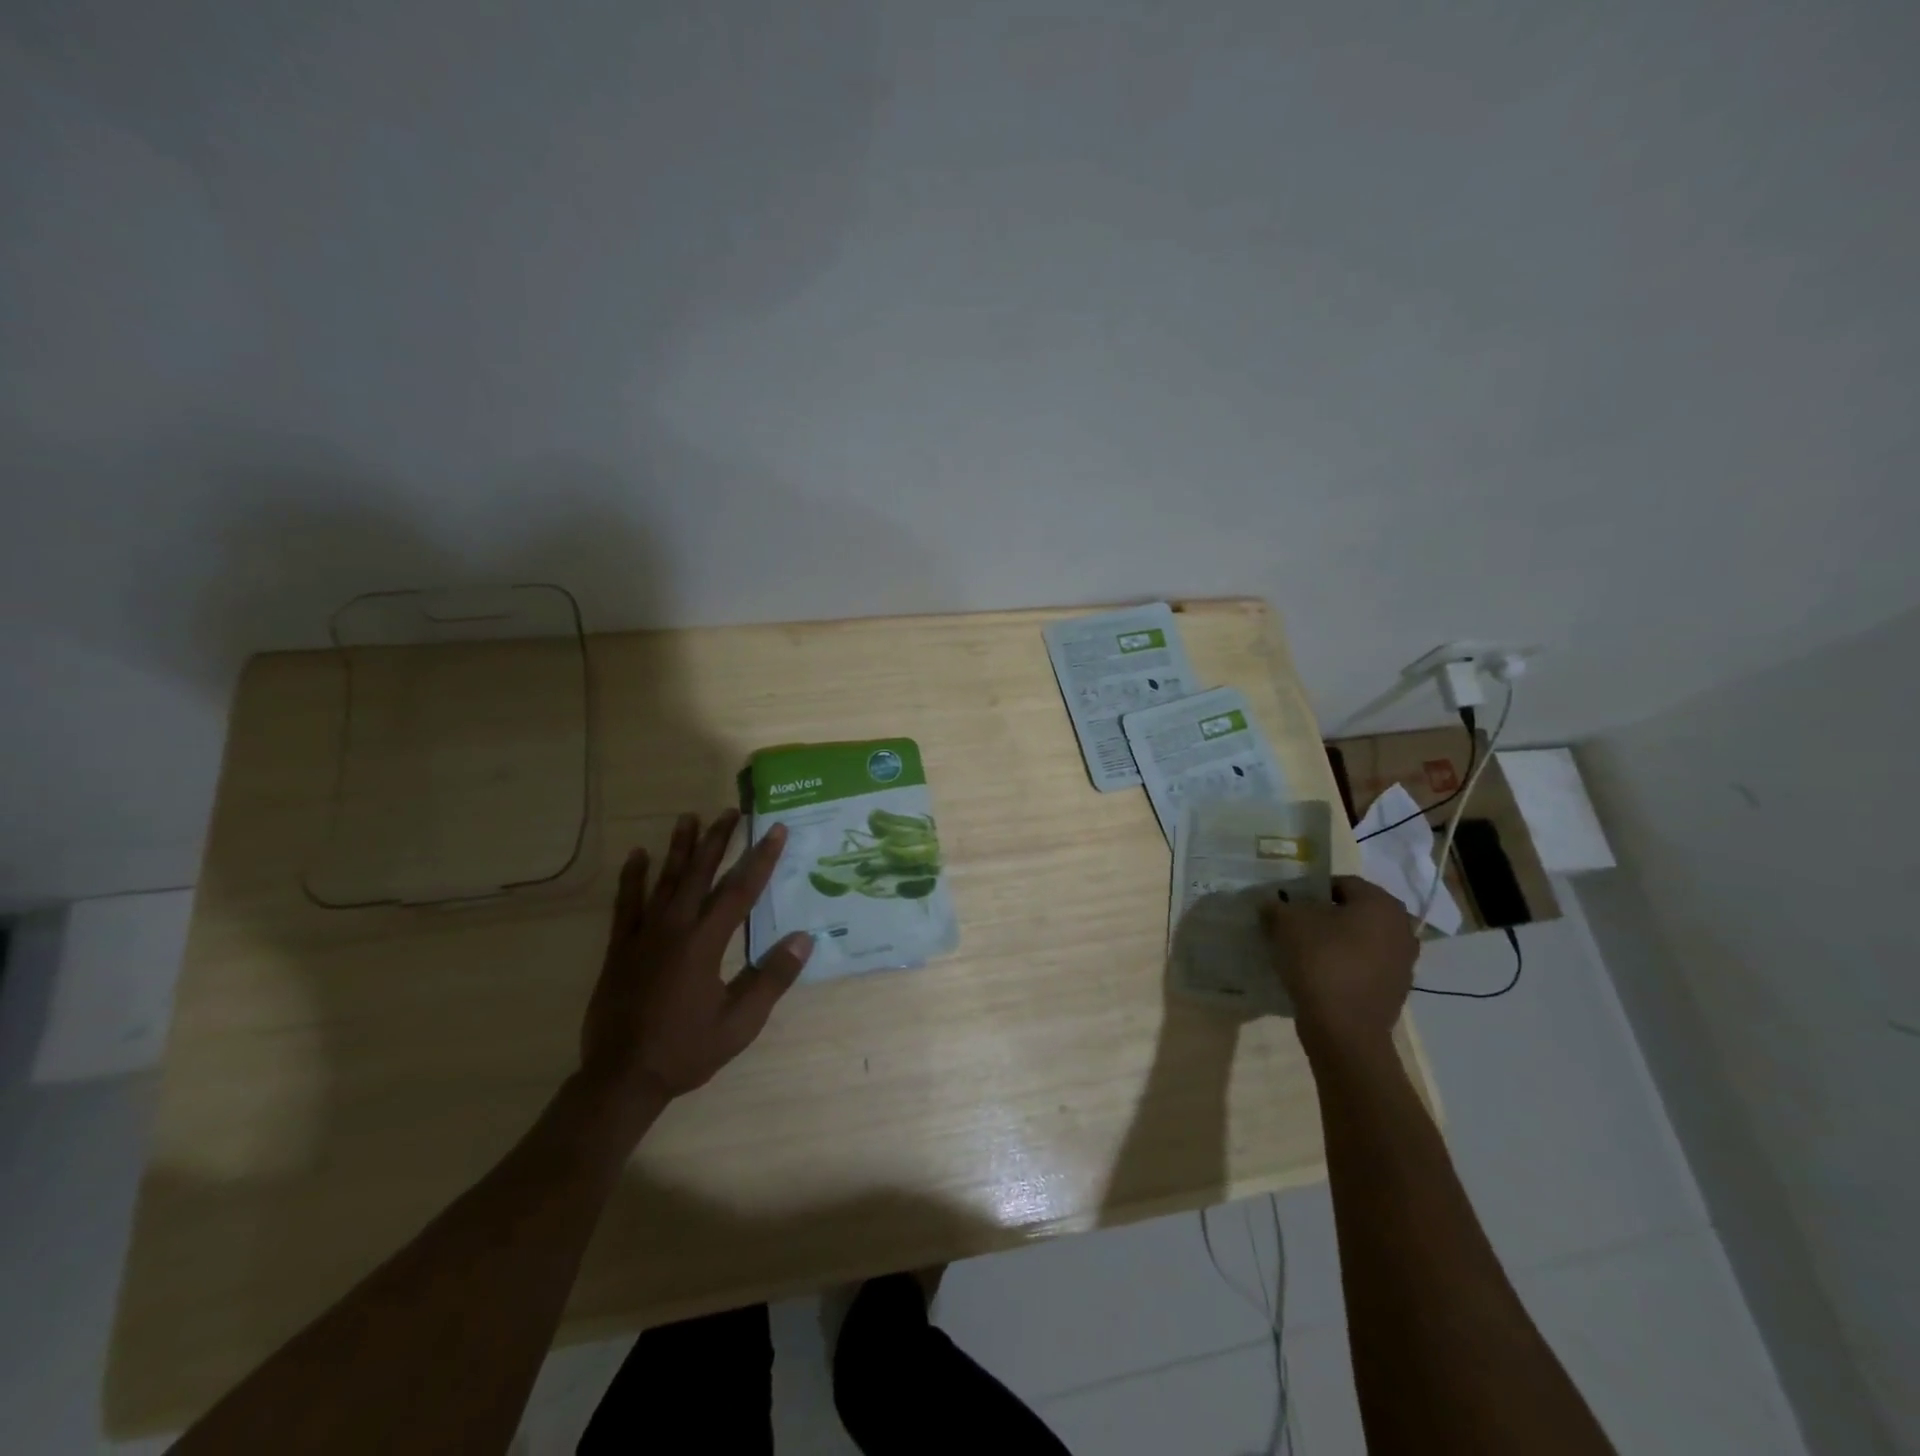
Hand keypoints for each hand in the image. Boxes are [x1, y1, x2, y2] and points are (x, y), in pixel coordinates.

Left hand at [580, 811, 813, 1110]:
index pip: (740, 890)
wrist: (622, 1078)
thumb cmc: (686, 1050)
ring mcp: (642, 935)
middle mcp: (674, 928)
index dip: (761, 858)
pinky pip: (625, 904)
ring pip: (664, 880)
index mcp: (705, 942)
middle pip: (700, 873)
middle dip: (718, 840)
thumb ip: (772, 978)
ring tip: (688, 817)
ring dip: (679, 848)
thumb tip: (804, 938)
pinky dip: (632, 877)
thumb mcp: (740, 1022)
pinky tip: (637, 855)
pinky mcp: (619, 948)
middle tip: (730, 811)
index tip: (776, 829)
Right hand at [1260, 875, 1416, 1056]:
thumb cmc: (1320, 962)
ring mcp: (1404, 963)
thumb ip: (1276, 906)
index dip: (1311, 891)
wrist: (1344, 1030)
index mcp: (1380, 903)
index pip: (1342, 883)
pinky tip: (1320, 978)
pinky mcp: (1397, 992)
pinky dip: (1345, 968)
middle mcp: (1401, 928)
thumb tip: (1271, 904)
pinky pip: (1365, 968)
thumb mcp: (1286, 923)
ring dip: (1337, 943)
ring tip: (1305, 954)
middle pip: (1355, 912)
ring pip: (1362, 941)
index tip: (1289, 906)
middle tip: (1296, 927)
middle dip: (1326, 917)